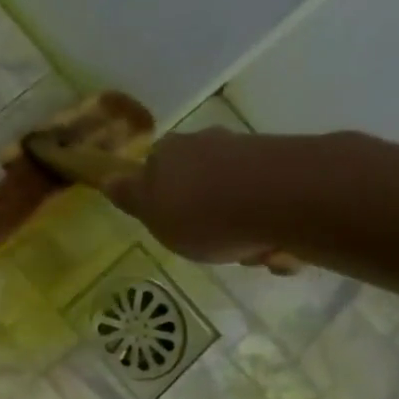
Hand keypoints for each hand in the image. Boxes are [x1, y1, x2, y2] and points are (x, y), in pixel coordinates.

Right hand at [106, 127, 325, 270]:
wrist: (288, 199)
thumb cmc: (204, 214)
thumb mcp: (152, 214)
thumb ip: (130, 196)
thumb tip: (106, 178)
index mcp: (168, 153)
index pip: (154, 171)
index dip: (161, 199)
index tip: (170, 225)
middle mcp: (209, 143)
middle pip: (199, 183)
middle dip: (207, 216)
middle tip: (212, 246)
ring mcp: (252, 151)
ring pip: (238, 198)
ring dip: (243, 230)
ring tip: (254, 254)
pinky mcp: (292, 166)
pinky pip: (274, 206)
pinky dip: (273, 229)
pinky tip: (280, 248)